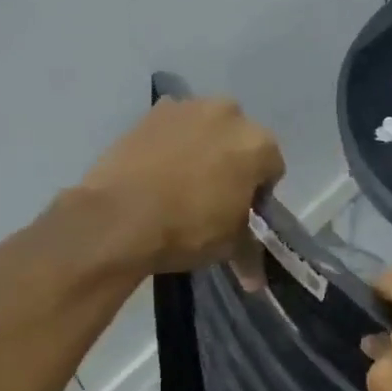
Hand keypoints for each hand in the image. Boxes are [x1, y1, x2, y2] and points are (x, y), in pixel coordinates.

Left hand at [74, 97, 284, 275]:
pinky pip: (174, 127)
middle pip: (240, 139)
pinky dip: (172, 143)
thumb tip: (256, 282)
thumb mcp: (229, 245)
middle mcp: (229, 114)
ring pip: (207, 128)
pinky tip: (158, 170)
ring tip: (183, 181)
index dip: (258, 192)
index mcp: (258, 144)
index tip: (242, 212)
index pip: (272, 168)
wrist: (119, 217)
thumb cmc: (188, 229)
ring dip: (203, 147)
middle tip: (214, 194)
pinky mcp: (151, 112)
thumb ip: (249, 251)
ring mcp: (187, 108)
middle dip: (233, 161)